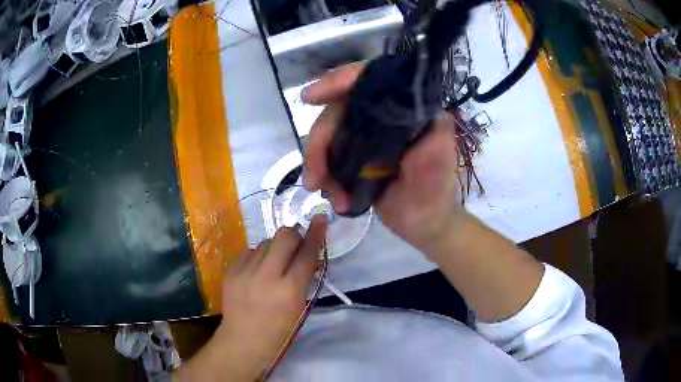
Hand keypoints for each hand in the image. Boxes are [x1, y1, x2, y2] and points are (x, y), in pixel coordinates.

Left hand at [183, 216, 326, 381]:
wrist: (243, 341)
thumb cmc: (278, 331)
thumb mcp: (299, 307)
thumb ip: (305, 278)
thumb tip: (310, 256)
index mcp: (289, 290)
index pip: (306, 254)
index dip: (315, 234)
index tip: (320, 217)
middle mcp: (266, 276)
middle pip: (284, 236)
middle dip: (293, 236)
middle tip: (295, 246)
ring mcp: (245, 272)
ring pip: (265, 242)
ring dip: (274, 248)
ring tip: (273, 265)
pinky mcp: (231, 271)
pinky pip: (249, 252)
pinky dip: (258, 257)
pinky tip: (257, 272)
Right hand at [302, 63, 461, 250]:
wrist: (423, 224)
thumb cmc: (434, 196)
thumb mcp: (437, 168)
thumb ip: (430, 141)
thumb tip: (417, 110)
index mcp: (408, 110)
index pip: (370, 80)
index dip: (339, 81)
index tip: (311, 96)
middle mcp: (385, 115)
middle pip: (339, 109)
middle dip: (320, 141)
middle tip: (314, 179)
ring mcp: (368, 134)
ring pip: (329, 133)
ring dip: (318, 162)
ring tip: (324, 192)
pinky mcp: (356, 153)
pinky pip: (329, 153)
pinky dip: (323, 173)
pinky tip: (332, 195)